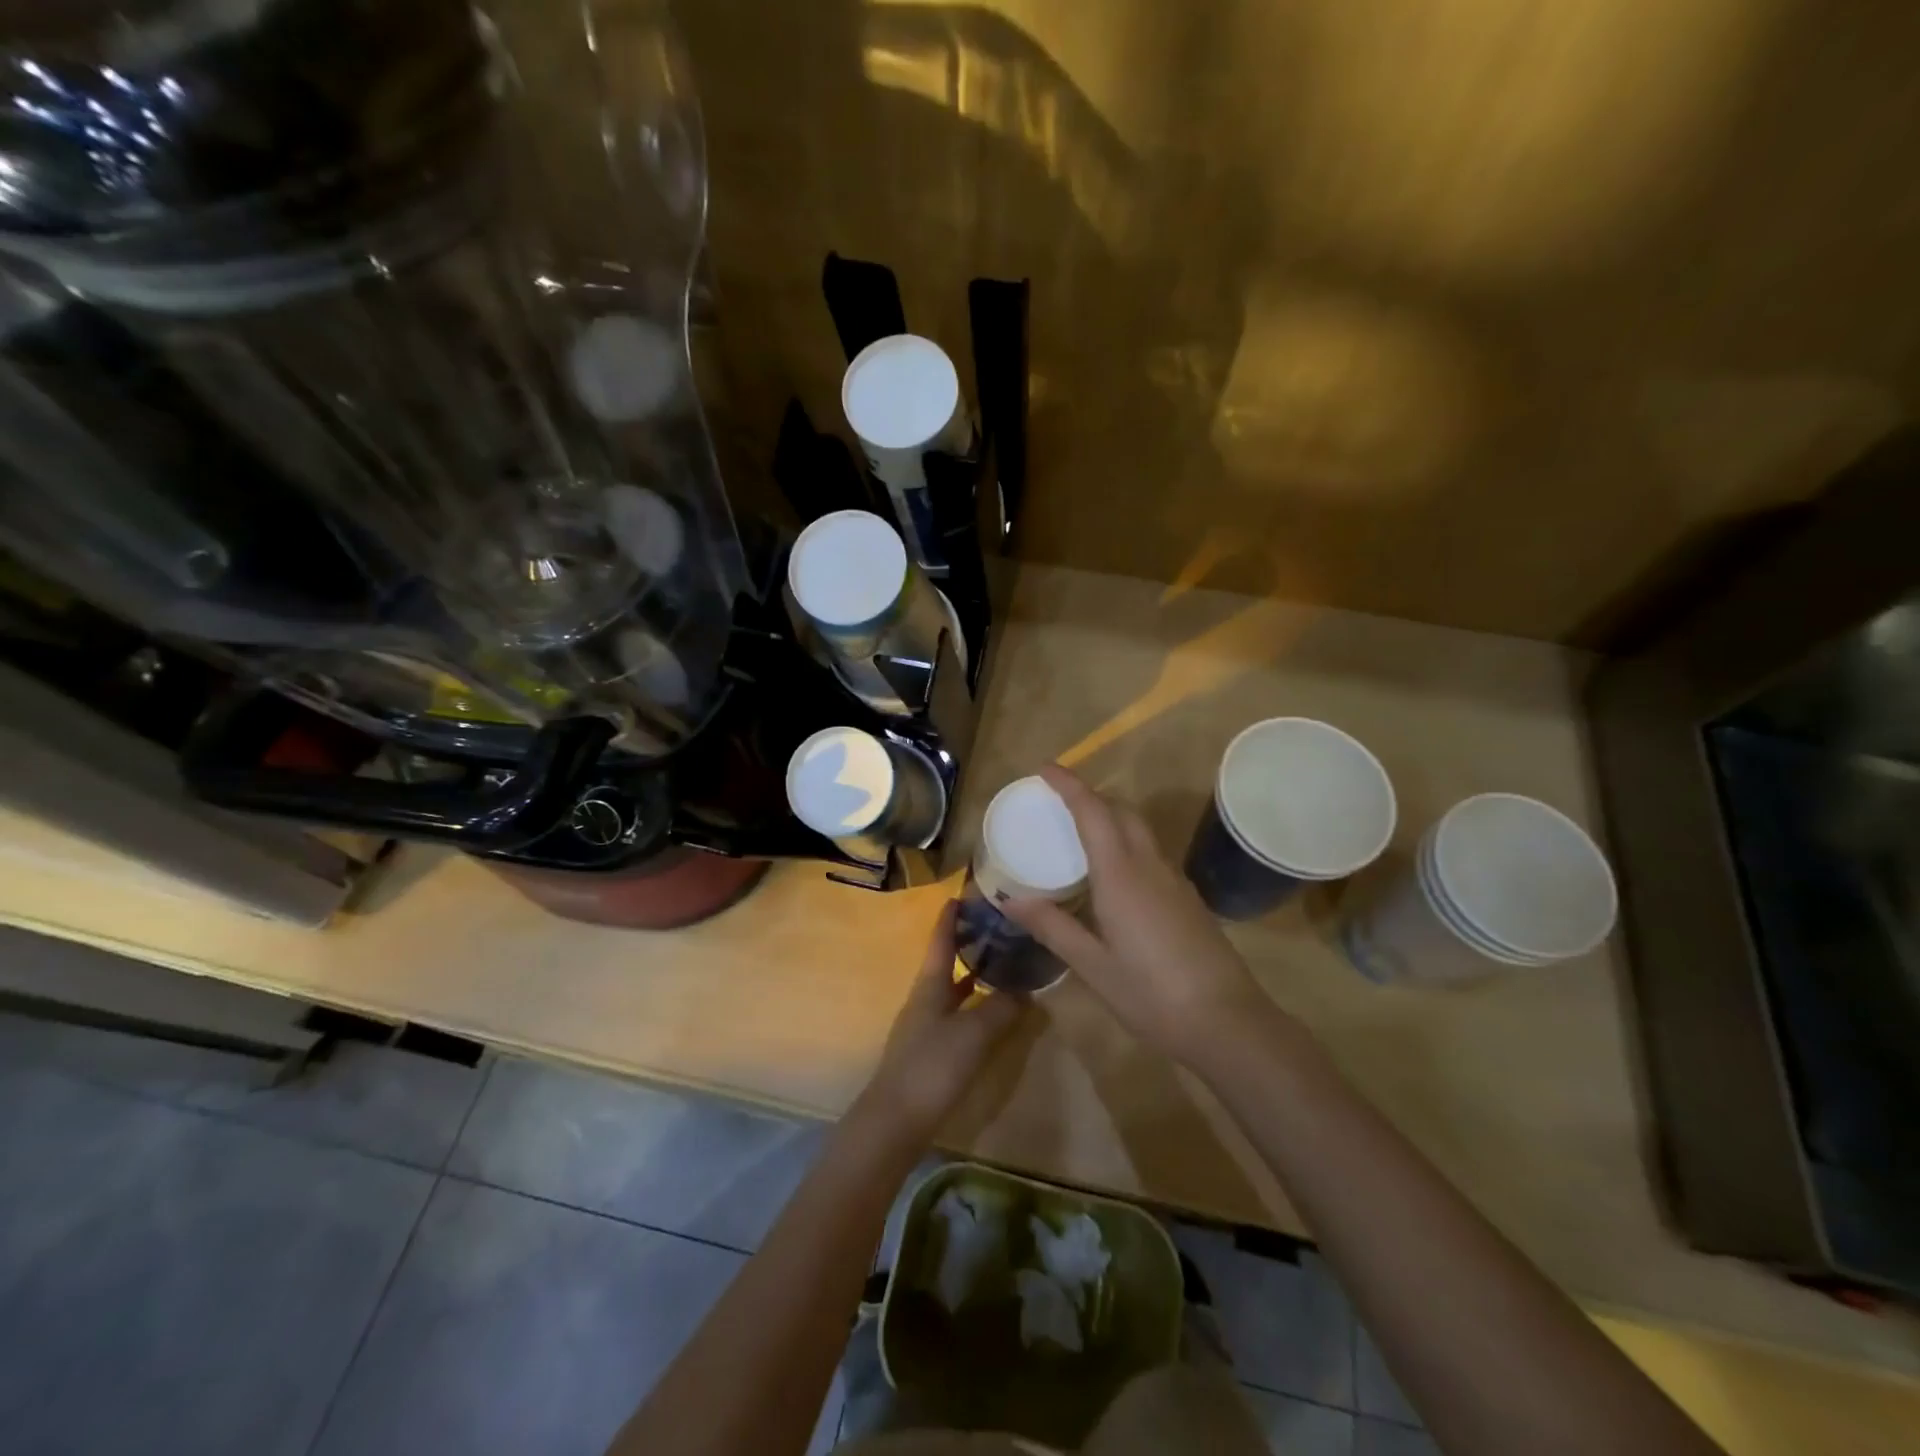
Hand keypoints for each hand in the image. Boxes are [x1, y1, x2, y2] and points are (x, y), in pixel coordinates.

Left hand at [858, 898, 1025, 1146]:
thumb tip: (1025, 990)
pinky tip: (990, 1014)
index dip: (951, 917)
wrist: (895, 1121)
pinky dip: (973, 1006)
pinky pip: (955, 1015)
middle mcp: (925, 998)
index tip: (964, 894)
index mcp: (930, 985)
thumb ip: (1001, 1008)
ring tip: (1002, 965)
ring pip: (952, 990)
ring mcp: (925, 1026)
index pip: (941, 940)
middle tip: (998, 929)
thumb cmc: (932, 1066)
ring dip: (973, 975)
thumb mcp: (973, 1034)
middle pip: (946, 962)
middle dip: (968, 944)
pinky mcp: (929, 1051)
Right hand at [1004, 765, 1270, 1066]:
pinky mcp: (1187, 899)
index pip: (1093, 811)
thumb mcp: (1092, 965)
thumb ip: (1052, 926)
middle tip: (1057, 804)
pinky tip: (1113, 876)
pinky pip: (1150, 854)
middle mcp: (1150, 866)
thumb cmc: (1151, 994)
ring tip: (1079, 835)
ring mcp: (1174, 881)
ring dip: (1110, 819)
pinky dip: (1125, 844)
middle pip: (1121, 812)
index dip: (1069, 784)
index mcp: (1121, 874)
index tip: (1044, 768)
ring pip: (1140, 831)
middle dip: (1090, 797)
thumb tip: (1007, 900)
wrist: (1227, 1022)